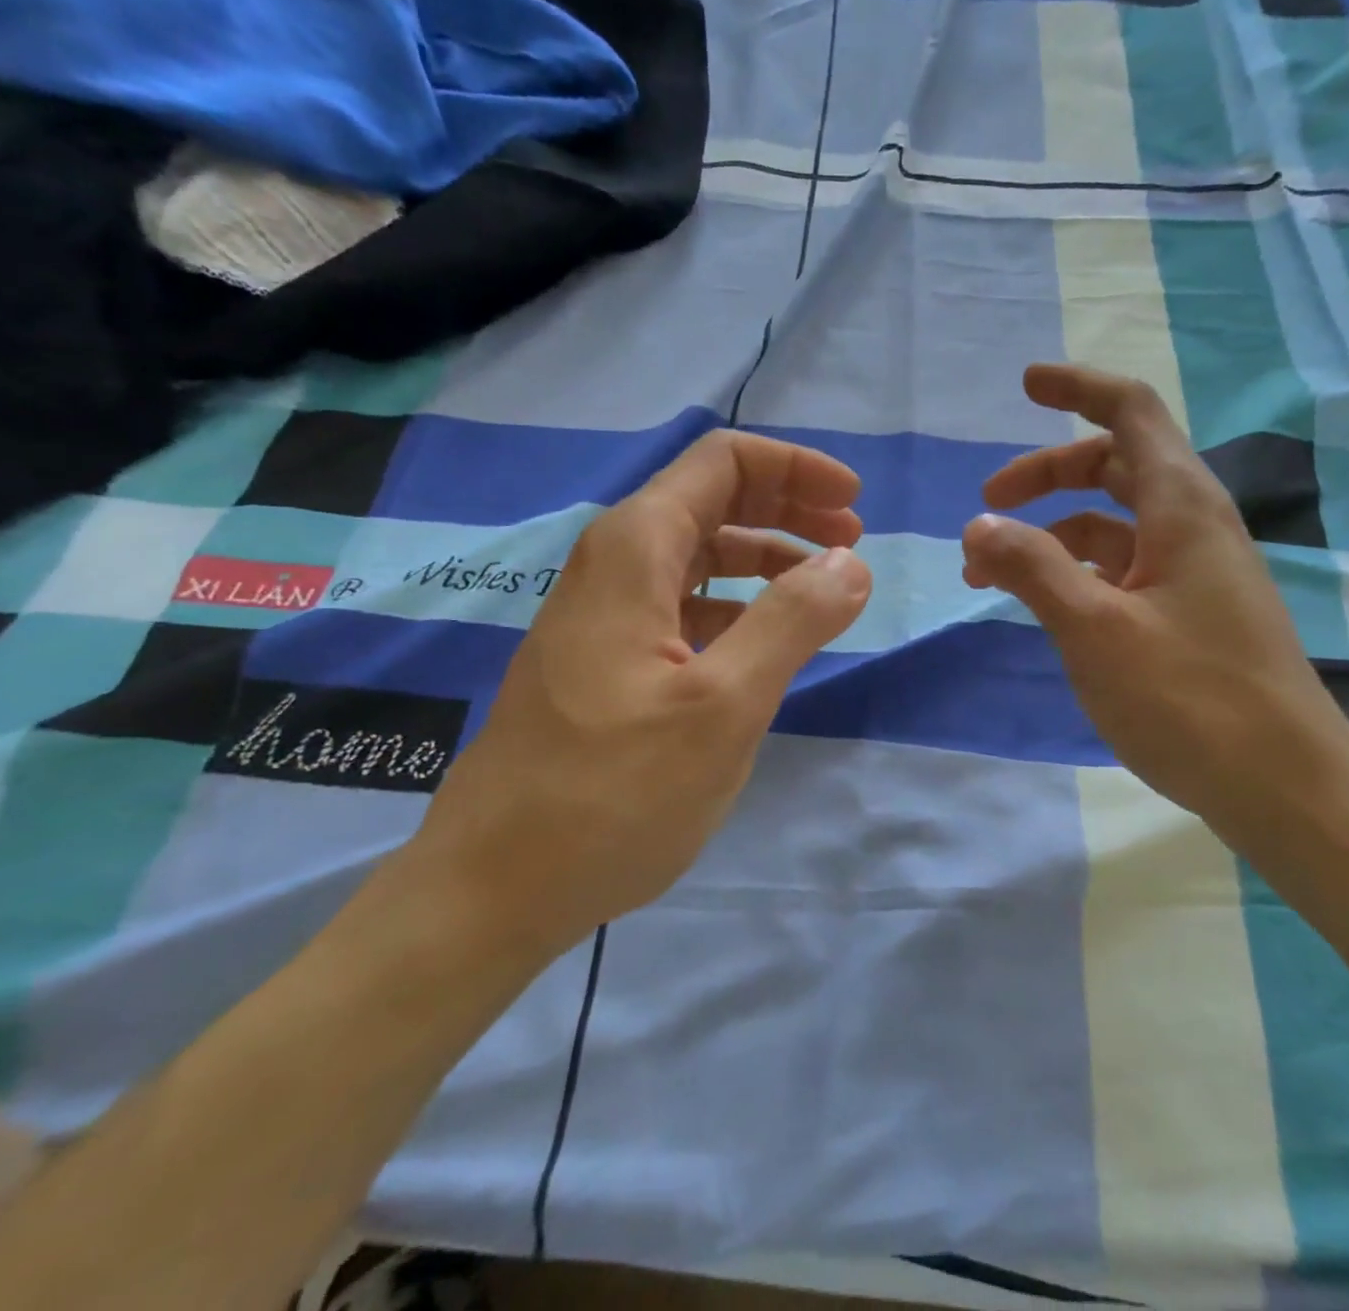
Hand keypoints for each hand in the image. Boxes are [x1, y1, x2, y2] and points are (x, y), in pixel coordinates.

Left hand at [419, 430, 872, 952]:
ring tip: (823, 592)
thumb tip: (849, 564)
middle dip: (789, 508)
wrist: (494, 886)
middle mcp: (614, 564)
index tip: (854, 507)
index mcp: (636, 549)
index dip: (796, 470)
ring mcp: (605, 613)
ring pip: (699, 555)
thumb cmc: (612, 793)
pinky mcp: (605, 659)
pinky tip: (765, 643)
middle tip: (851, 545)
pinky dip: (736, 606)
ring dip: (766, 559)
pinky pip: (683, 606)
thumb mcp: (723, 706)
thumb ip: (792, 622)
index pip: (724, 463)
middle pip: (713, 500)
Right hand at [961, 364, 1348, 829]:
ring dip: (1051, 531)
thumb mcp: (1095, 629)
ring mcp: (1193, 573)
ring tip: (990, 572)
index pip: (1130, 413)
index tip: (1024, 386)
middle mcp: (1192, 527)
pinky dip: (1075, 571)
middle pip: (1114, 465)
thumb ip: (1031, 568)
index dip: (1077, 389)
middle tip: (987, 503)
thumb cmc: (1191, 700)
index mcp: (1181, 508)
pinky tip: (1044, 605)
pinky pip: (1123, 568)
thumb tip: (977, 525)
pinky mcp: (1189, 615)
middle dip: (1046, 473)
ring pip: (1113, 523)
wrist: (1286, 790)